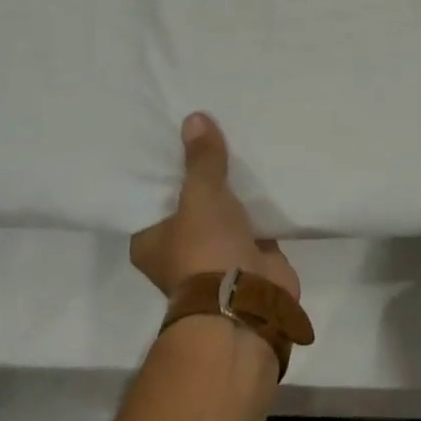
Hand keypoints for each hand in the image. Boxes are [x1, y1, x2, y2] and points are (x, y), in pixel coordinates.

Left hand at [130, 114, 300, 301]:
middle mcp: (178, 248)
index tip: (177, 134)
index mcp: (150, 239)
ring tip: (243, 142)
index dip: (165, 166)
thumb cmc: (205, 250)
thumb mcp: (200, 196)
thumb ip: (201, 159)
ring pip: (224, 210)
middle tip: (215, 129)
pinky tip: (270, 171)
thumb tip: (194, 118)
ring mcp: (216, 254)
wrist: (246, 303)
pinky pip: (253, 220)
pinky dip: (261, 203)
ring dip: (235, 189)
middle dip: (205, 173)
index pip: (152, 194)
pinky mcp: (250, 256)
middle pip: (190, 200)